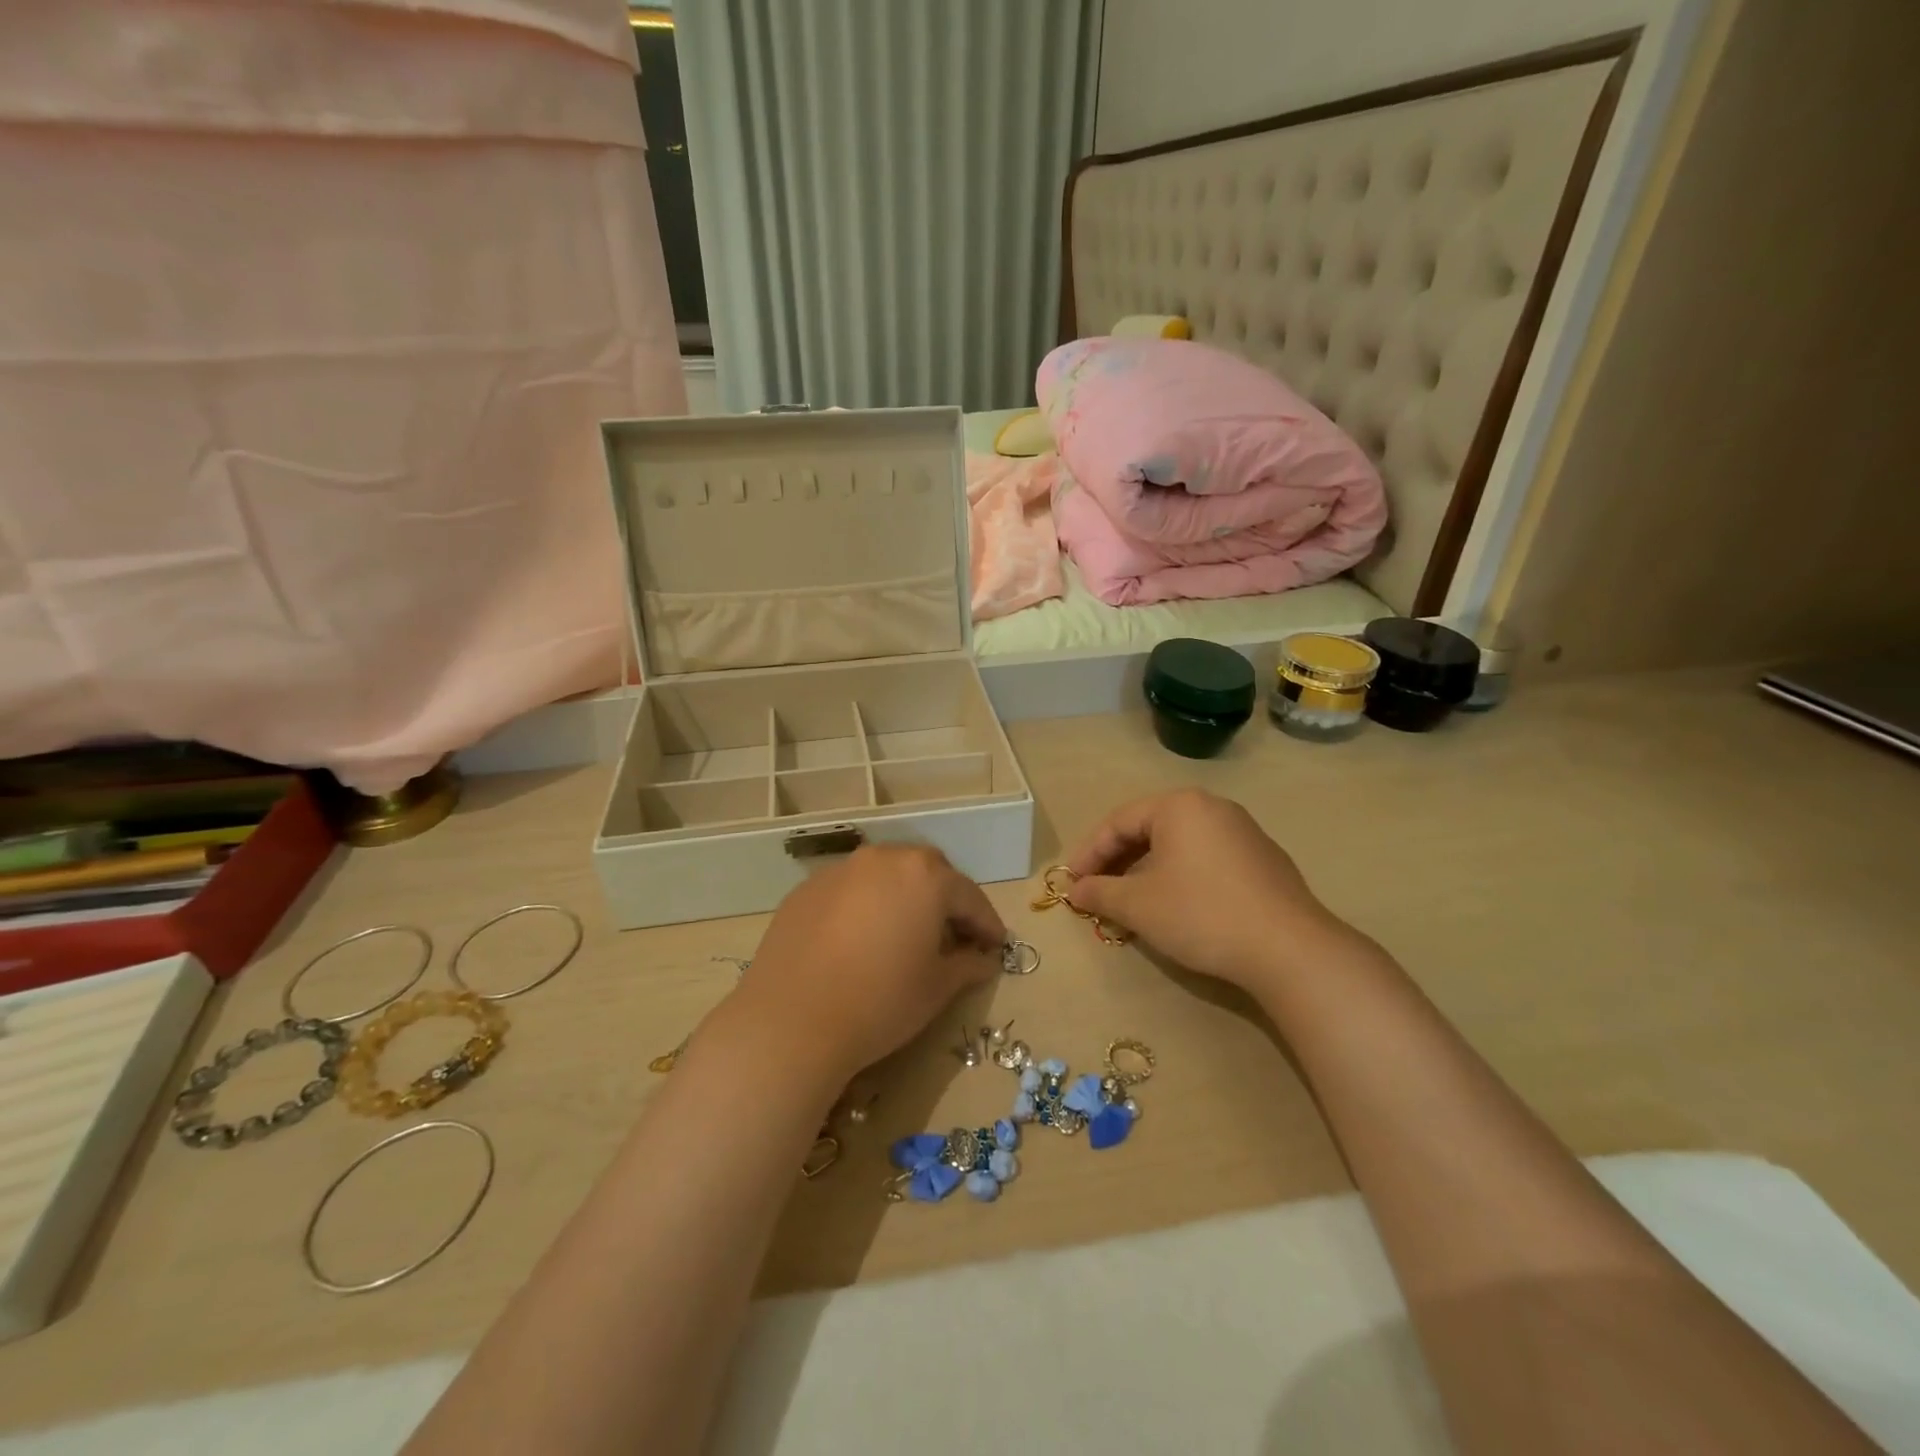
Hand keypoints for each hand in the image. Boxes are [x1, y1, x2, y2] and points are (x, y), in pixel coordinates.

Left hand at [733, 844, 1005, 1081]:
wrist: (792, 1020)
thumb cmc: (881, 1001)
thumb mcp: (936, 988)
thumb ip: (967, 965)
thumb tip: (983, 959)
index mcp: (925, 876)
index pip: (968, 896)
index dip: (986, 924)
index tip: (996, 946)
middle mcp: (884, 860)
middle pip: (927, 873)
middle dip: (945, 900)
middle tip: (952, 935)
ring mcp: (841, 871)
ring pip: (885, 876)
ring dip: (902, 898)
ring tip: (904, 934)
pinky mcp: (806, 890)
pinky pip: (850, 890)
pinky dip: (865, 906)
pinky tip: (860, 940)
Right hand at [1065, 789, 1357, 994]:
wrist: (1288, 949)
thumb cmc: (1201, 914)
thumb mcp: (1138, 905)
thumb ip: (1100, 893)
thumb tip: (1075, 890)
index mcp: (1179, 806)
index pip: (1119, 821)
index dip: (1089, 853)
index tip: (1071, 882)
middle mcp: (1212, 807)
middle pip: (1150, 829)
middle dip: (1117, 861)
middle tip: (1097, 891)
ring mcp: (1243, 832)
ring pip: (1179, 845)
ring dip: (1147, 870)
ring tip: (1131, 901)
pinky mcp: (1264, 861)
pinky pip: (1207, 859)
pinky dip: (1180, 877)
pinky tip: (1176, 907)